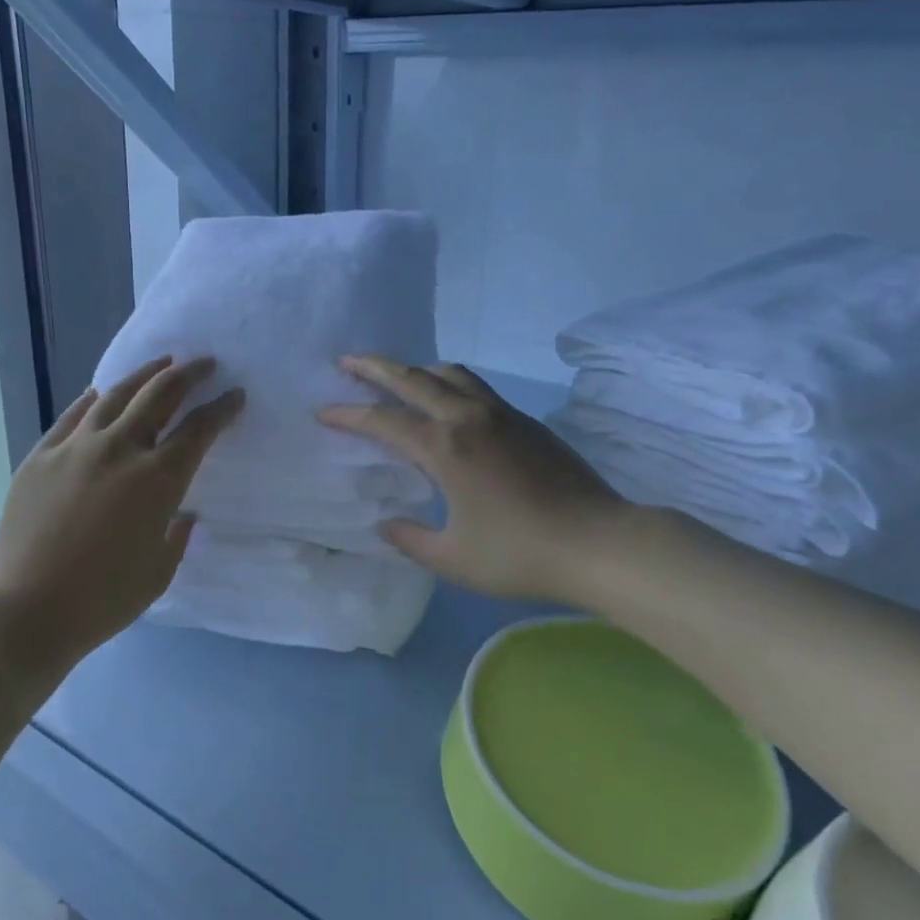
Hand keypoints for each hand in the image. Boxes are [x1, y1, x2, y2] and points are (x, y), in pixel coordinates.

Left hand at [0, 356, 243, 668]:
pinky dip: (93, 400)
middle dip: (188, 374)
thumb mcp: (159, 571)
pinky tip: (100, 393)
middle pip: (160, 395)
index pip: (199, 429)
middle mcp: (120, 449)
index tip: (235, 395)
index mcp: (158, 479)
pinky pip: (73, 416)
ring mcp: (76, 447)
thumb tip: (179, 514)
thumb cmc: (103, 599)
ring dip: (144, 375)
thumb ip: (176, 535)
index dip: (222, 408)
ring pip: (116, 394)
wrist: (25, 610)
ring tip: (161, 363)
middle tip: (205, 363)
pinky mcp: (41, 455)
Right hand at [317, 356, 626, 602]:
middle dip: (375, 368)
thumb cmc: (519, 554)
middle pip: (413, 379)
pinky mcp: (526, 422)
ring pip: (452, 374)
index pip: (384, 421)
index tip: (323, 411)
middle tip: (347, 362)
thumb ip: (411, 539)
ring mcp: (502, 415)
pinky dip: (451, 383)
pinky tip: (450, 403)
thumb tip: (386, 524)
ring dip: (418, 369)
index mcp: (445, 449)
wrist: (597, 542)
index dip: (349, 415)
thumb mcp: (453, 558)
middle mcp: (469, 418)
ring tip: (400, 376)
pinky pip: (478, 387)